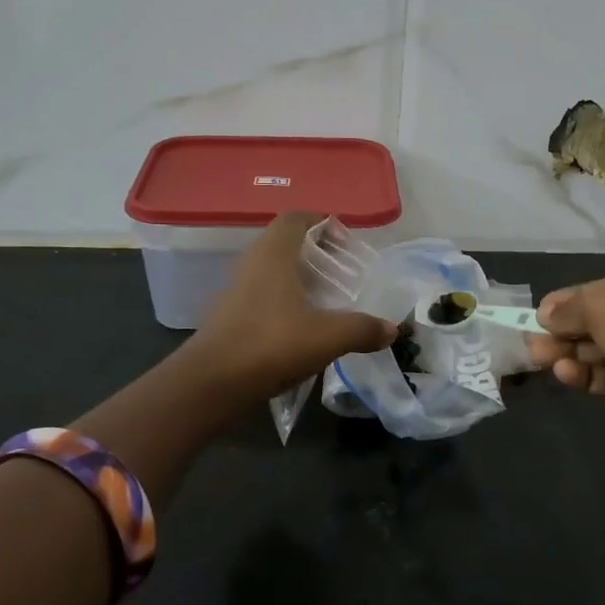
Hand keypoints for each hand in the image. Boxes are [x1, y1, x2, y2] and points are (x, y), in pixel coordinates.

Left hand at [188, 212, 396, 398]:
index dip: (320, 220)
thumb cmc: (271, 344)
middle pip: (283, 244)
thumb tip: (392, 329)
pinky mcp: (228, 319)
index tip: (344, 238)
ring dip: (297, 279)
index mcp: (273, 255)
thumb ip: (362, 329)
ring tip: (326, 299)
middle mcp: (251, 265)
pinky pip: (261, 298)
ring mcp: (235, 292)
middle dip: (313, 252)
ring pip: (271, 272)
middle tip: (341, 270)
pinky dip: (283, 303)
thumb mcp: (328, 337)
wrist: (211, 385)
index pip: (294, 218)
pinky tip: (302, 327)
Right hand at [525, 269, 604, 456]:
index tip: (542, 309)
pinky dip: (586, 374)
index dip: (574, 297)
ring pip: (604, 349)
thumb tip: (545, 315)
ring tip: (538, 356)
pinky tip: (564, 374)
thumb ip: (570, 308)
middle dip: (567, 329)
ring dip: (570, 352)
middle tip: (533, 337)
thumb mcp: (602, 308)